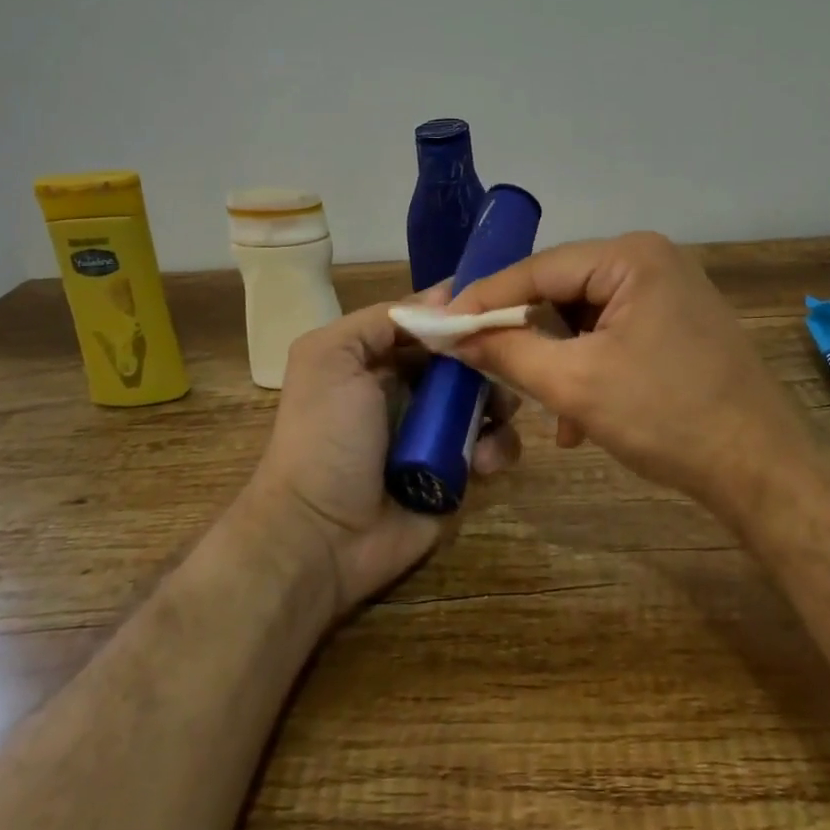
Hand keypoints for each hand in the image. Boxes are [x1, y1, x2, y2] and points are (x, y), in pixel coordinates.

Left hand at [240, 295, 520, 614]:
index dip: (464, 315)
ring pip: (490, 400)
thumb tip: (447, 294)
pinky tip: (482, 461)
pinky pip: (495, 448)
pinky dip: (497, 448)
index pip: (435, 324)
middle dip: (492, 357)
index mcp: (383, 360)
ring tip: (496, 415)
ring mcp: (440, 433)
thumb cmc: (325, 436)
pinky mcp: (460, 474)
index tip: (497, 307)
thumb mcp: (331, 357)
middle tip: (509, 362)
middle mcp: (414, 391)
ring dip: (501, 402)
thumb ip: (382, 320)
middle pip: (469, 359)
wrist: (320, 536)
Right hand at [446, 233, 805, 517]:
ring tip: (544, 409)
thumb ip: (509, 352)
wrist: (763, 468)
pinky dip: (590, 368)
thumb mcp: (577, 384)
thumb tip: (453, 335)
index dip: (484, 299)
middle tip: (479, 362)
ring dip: (558, 360)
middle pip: (563, 290)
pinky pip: (614, 334)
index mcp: (631, 257)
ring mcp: (669, 291)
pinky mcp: (677, 323)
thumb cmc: (668, 417)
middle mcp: (651, 261)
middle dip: (524, 333)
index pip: (539, 269)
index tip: (438, 324)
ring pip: (586, 317)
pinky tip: (579, 418)